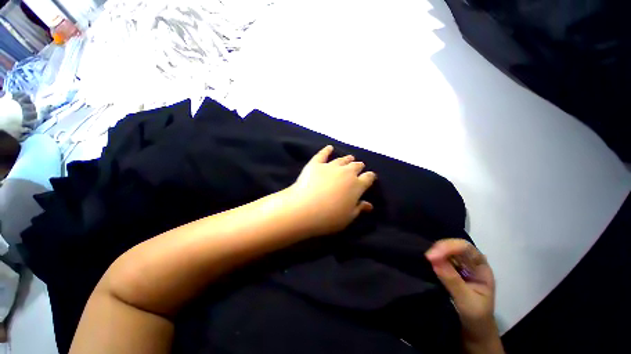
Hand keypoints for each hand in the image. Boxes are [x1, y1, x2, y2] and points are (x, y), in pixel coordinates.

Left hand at [284, 145, 376, 236]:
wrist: (304, 209)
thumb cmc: (329, 217)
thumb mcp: (348, 217)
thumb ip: (359, 209)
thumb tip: (369, 205)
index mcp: (356, 185)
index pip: (368, 177)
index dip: (370, 177)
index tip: (370, 177)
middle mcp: (346, 172)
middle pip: (356, 166)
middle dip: (359, 166)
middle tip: (358, 167)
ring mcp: (330, 166)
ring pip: (342, 160)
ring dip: (347, 159)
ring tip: (350, 157)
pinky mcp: (315, 164)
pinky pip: (322, 154)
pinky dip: (326, 150)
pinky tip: (329, 147)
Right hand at [425, 239, 498, 343]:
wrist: (473, 328)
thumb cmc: (476, 316)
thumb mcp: (467, 301)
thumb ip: (452, 281)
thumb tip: (434, 260)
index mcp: (481, 267)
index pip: (467, 249)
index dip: (450, 247)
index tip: (433, 256)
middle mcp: (470, 262)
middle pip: (455, 246)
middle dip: (440, 248)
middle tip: (427, 256)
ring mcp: (459, 265)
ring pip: (446, 249)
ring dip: (435, 251)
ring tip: (425, 258)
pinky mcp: (449, 269)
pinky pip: (440, 257)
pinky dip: (433, 256)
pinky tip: (427, 259)